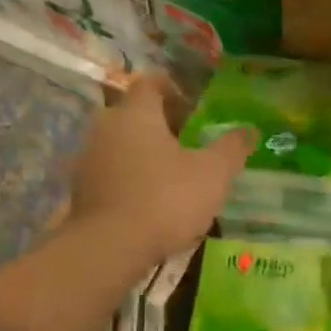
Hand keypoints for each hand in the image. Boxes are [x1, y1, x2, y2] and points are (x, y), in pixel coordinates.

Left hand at [69, 73, 253, 263]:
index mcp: (136, 113)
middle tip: (189, 140)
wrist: (109, 248)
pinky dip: (130, 176)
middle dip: (161, 122)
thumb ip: (231, 148)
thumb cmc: (165, 199)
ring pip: (121, 143)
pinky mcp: (81, 190)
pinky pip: (111, 171)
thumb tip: (249, 129)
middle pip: (134, 113)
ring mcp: (89, 159)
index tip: (193, 105)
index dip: (173, 88)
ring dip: (144, 151)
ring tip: (172, 173)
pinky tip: (151, 199)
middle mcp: (106, 127)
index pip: (151, 82)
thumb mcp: (212, 173)